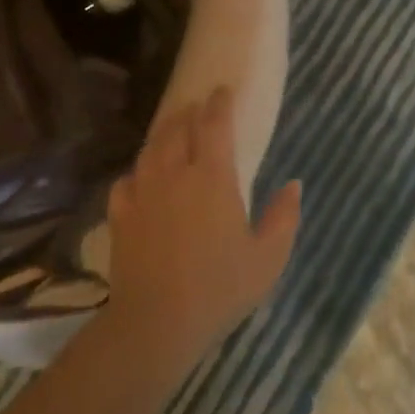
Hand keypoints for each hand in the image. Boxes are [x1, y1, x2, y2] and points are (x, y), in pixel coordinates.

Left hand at [101, 86, 300, 371]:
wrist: (157, 321)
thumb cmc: (221, 288)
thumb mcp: (268, 257)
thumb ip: (284, 216)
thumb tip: (294, 184)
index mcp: (212, 178)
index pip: (214, 125)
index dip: (219, 104)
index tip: (222, 91)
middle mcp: (174, 175)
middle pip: (177, 129)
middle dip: (189, 112)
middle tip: (198, 107)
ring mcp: (142, 193)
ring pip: (150, 150)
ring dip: (164, 134)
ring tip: (172, 131)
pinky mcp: (120, 215)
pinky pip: (127, 180)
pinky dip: (138, 171)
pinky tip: (142, 178)